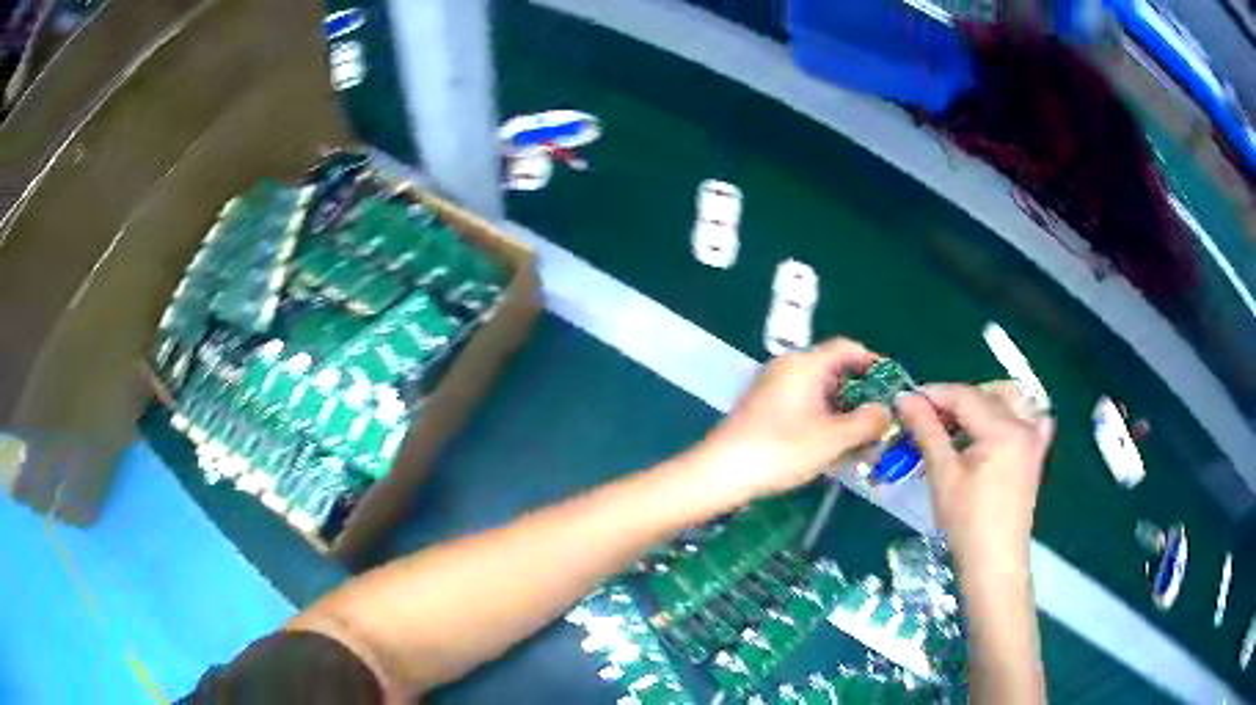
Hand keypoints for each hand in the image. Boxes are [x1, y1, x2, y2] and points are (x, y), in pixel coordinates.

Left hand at [696, 338, 891, 500]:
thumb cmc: (781, 449)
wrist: (722, 471)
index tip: (892, 385)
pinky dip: (822, 419)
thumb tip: (885, 411)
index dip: (873, 363)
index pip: (847, 348)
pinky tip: (831, 445)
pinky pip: (802, 405)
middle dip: (860, 395)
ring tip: (861, 438)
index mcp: (805, 364)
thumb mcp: (833, 438)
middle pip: (833, 371)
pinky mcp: (763, 408)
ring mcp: (772, 387)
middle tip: (880, 419)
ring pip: (818, 392)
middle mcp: (787, 367)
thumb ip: (866, 422)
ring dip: (842, 411)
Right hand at [898, 382, 1053, 577]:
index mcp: (1004, 429)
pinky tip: (996, 425)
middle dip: (954, 400)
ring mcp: (1034, 437)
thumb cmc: (967, 524)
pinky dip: (1011, 412)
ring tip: (957, 424)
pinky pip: (1029, 416)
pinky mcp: (1036, 453)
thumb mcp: (943, 475)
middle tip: (926, 419)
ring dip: (981, 401)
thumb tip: (905, 398)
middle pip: (985, 393)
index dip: (933, 394)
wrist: (994, 564)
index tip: (905, 401)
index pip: (964, 395)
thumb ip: (927, 430)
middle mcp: (1024, 424)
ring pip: (1008, 398)